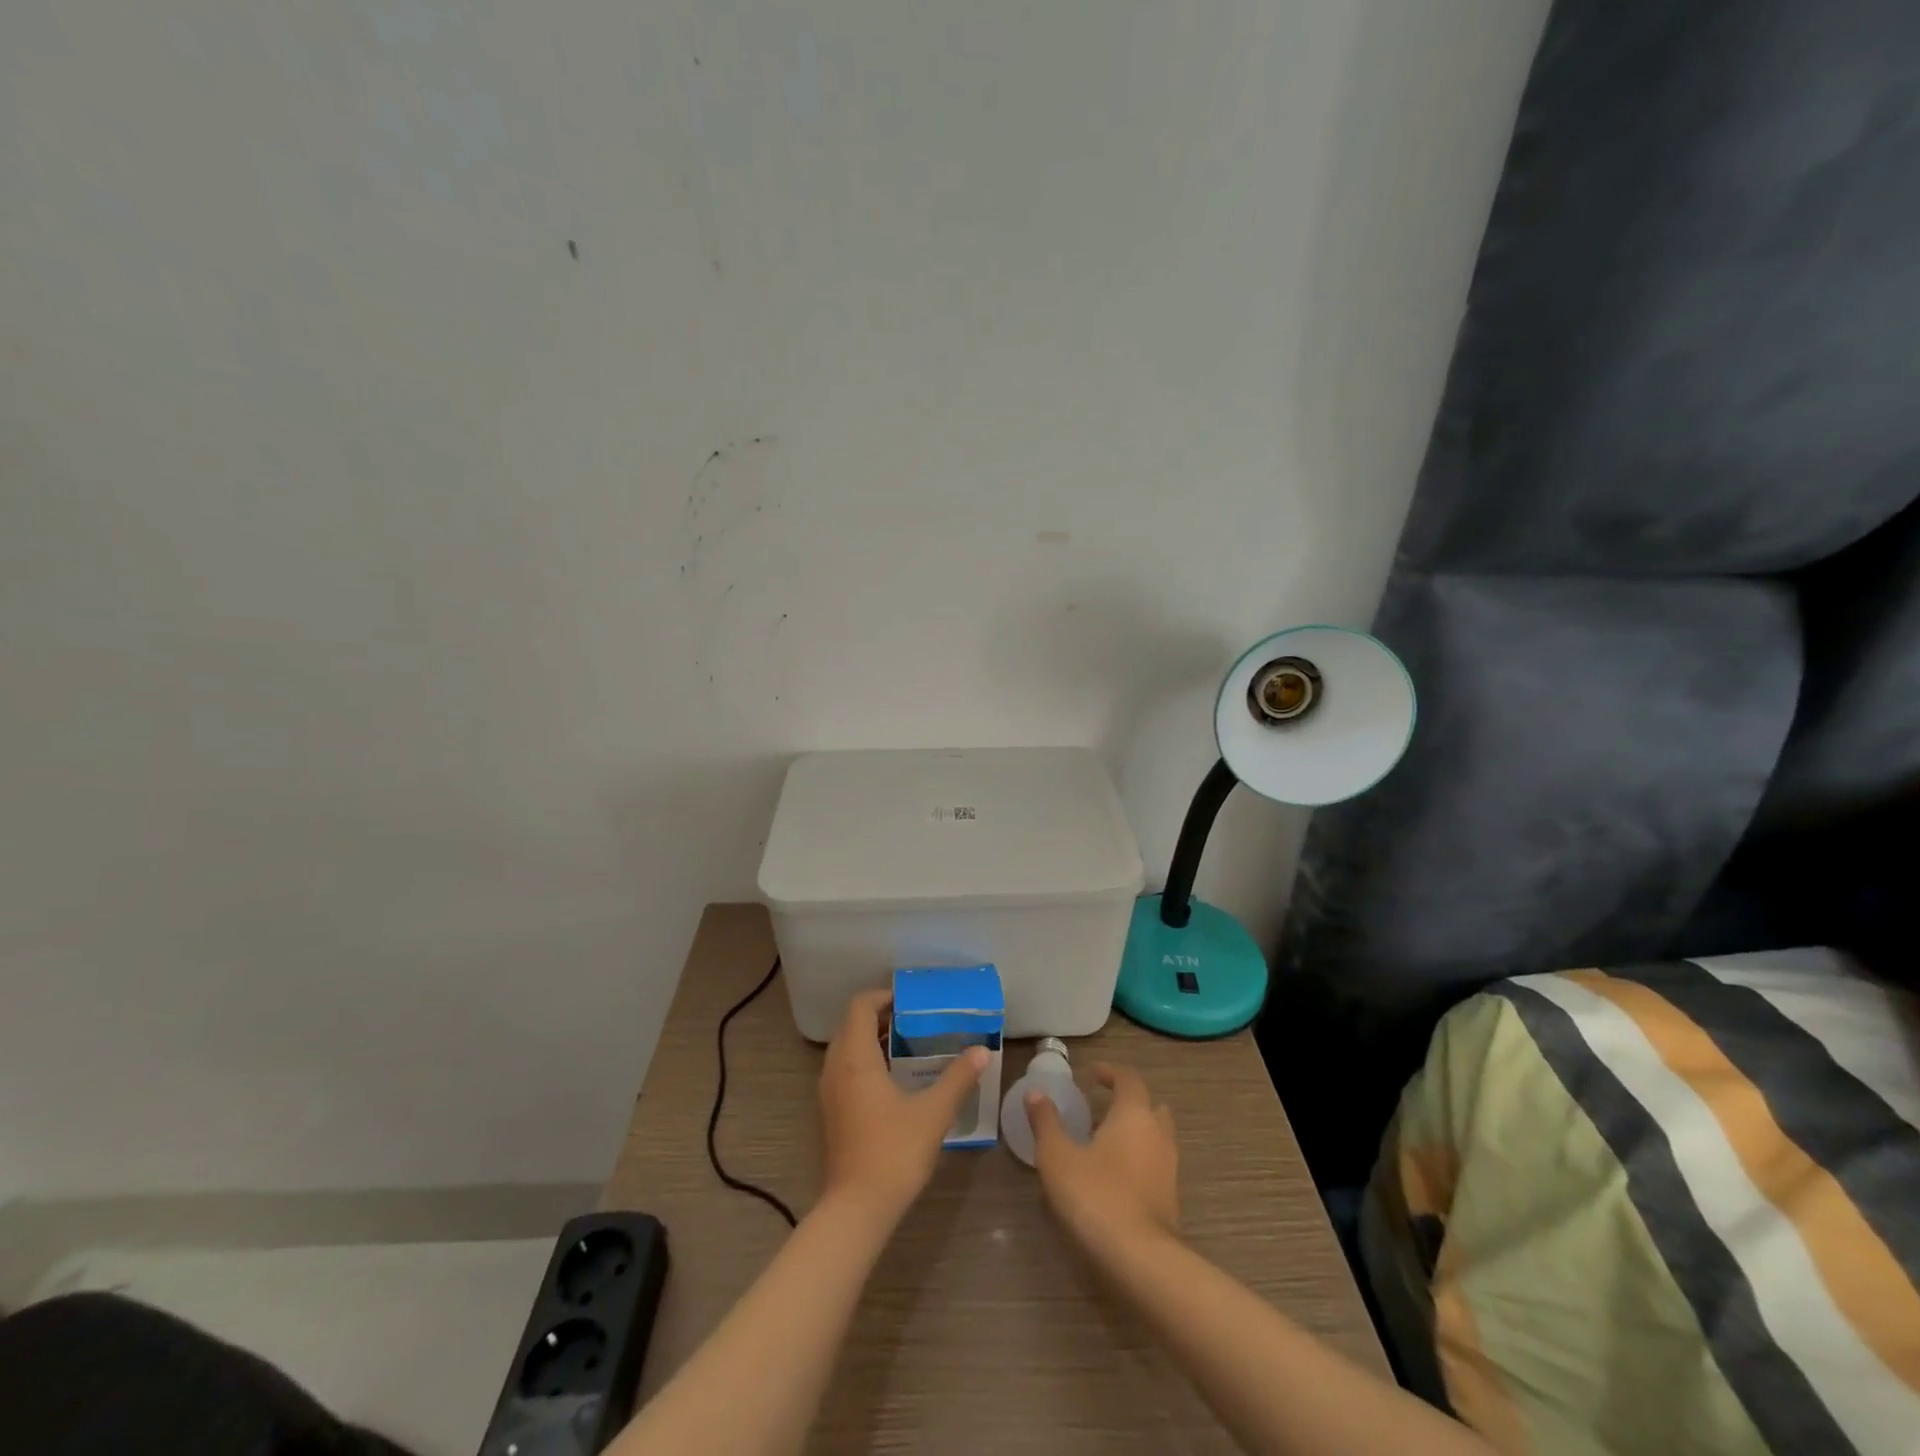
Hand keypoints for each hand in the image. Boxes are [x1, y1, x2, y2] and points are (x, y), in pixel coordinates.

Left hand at [818, 989, 986, 1223]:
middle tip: (916, 1020)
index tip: (912, 1001)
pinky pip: (844, 1069)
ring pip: (847, 1048)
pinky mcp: (830, 1112)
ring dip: (873, 1039)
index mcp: (856, 1058)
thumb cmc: (894, 1152)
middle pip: (852, 1024)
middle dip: (881, 1016)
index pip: (860, 1006)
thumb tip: (982, 1051)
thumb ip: (958, 1078)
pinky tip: (894, 1079)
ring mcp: (829, 1091)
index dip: (884, 996)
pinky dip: (865, 1060)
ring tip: (909, 1045)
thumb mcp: (933, 1113)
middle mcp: (836, 1067)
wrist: (857, 1209)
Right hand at [1028, 1063, 1179, 1256]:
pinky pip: (1156, 1165)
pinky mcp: (1171, 1199)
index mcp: (1134, 1114)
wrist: (1140, 1260)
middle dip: (1128, 1102)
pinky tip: (1114, 1177)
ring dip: (1135, 1133)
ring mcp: (1169, 1168)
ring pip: (1156, 1137)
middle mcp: (1158, 1134)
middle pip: (1150, 1106)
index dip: (1110, 1072)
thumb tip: (1035, 1093)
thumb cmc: (1096, 1196)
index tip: (1091, 1074)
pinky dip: (1139, 1160)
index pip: (1129, 1078)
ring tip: (1104, 1143)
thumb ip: (1046, 1122)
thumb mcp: (1058, 1156)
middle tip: (1101, 1108)